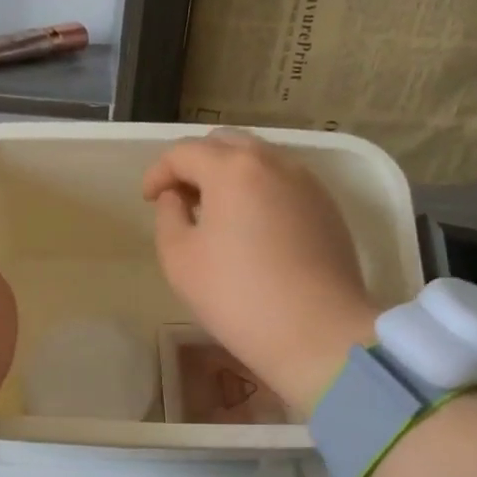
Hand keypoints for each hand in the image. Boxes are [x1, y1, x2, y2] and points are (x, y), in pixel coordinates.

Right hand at [143, 130, 376, 411]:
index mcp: (232, 168)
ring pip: (259, 160)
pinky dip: (259, 190)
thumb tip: (177, 197)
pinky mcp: (327, 207)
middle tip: (181, 198)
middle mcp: (273, 162)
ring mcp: (307, 182)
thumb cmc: (236, 295)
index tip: (148, 199)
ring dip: (230, 175)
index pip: (185, 152)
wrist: (316, 332)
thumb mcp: (179, 258)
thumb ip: (168, 216)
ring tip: (216, 212)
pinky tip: (252, 227)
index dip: (158, 172)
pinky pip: (284, 183)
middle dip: (197, 164)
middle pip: (225, 144)